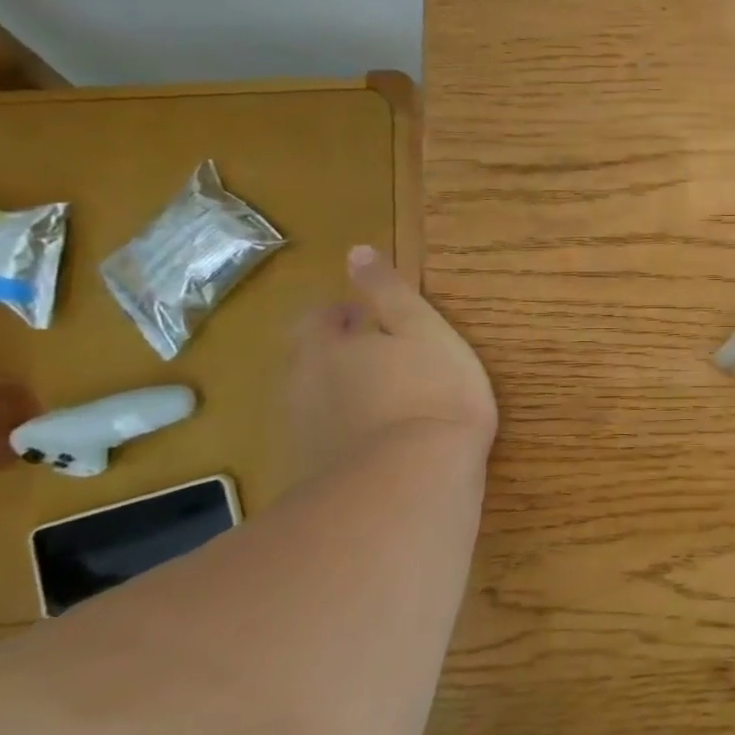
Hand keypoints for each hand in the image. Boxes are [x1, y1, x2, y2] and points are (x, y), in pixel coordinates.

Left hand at [286, 246, 496, 477]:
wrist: (413, 483)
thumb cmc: (431, 392)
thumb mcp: (422, 328)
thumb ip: (389, 291)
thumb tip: (357, 251)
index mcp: (326, 346)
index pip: (319, 318)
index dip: (344, 315)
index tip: (374, 321)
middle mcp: (303, 386)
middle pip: (311, 361)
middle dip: (339, 356)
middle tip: (384, 361)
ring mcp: (305, 435)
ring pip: (317, 402)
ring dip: (343, 397)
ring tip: (387, 403)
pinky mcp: (315, 477)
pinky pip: (327, 442)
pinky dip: (347, 435)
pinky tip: (380, 445)